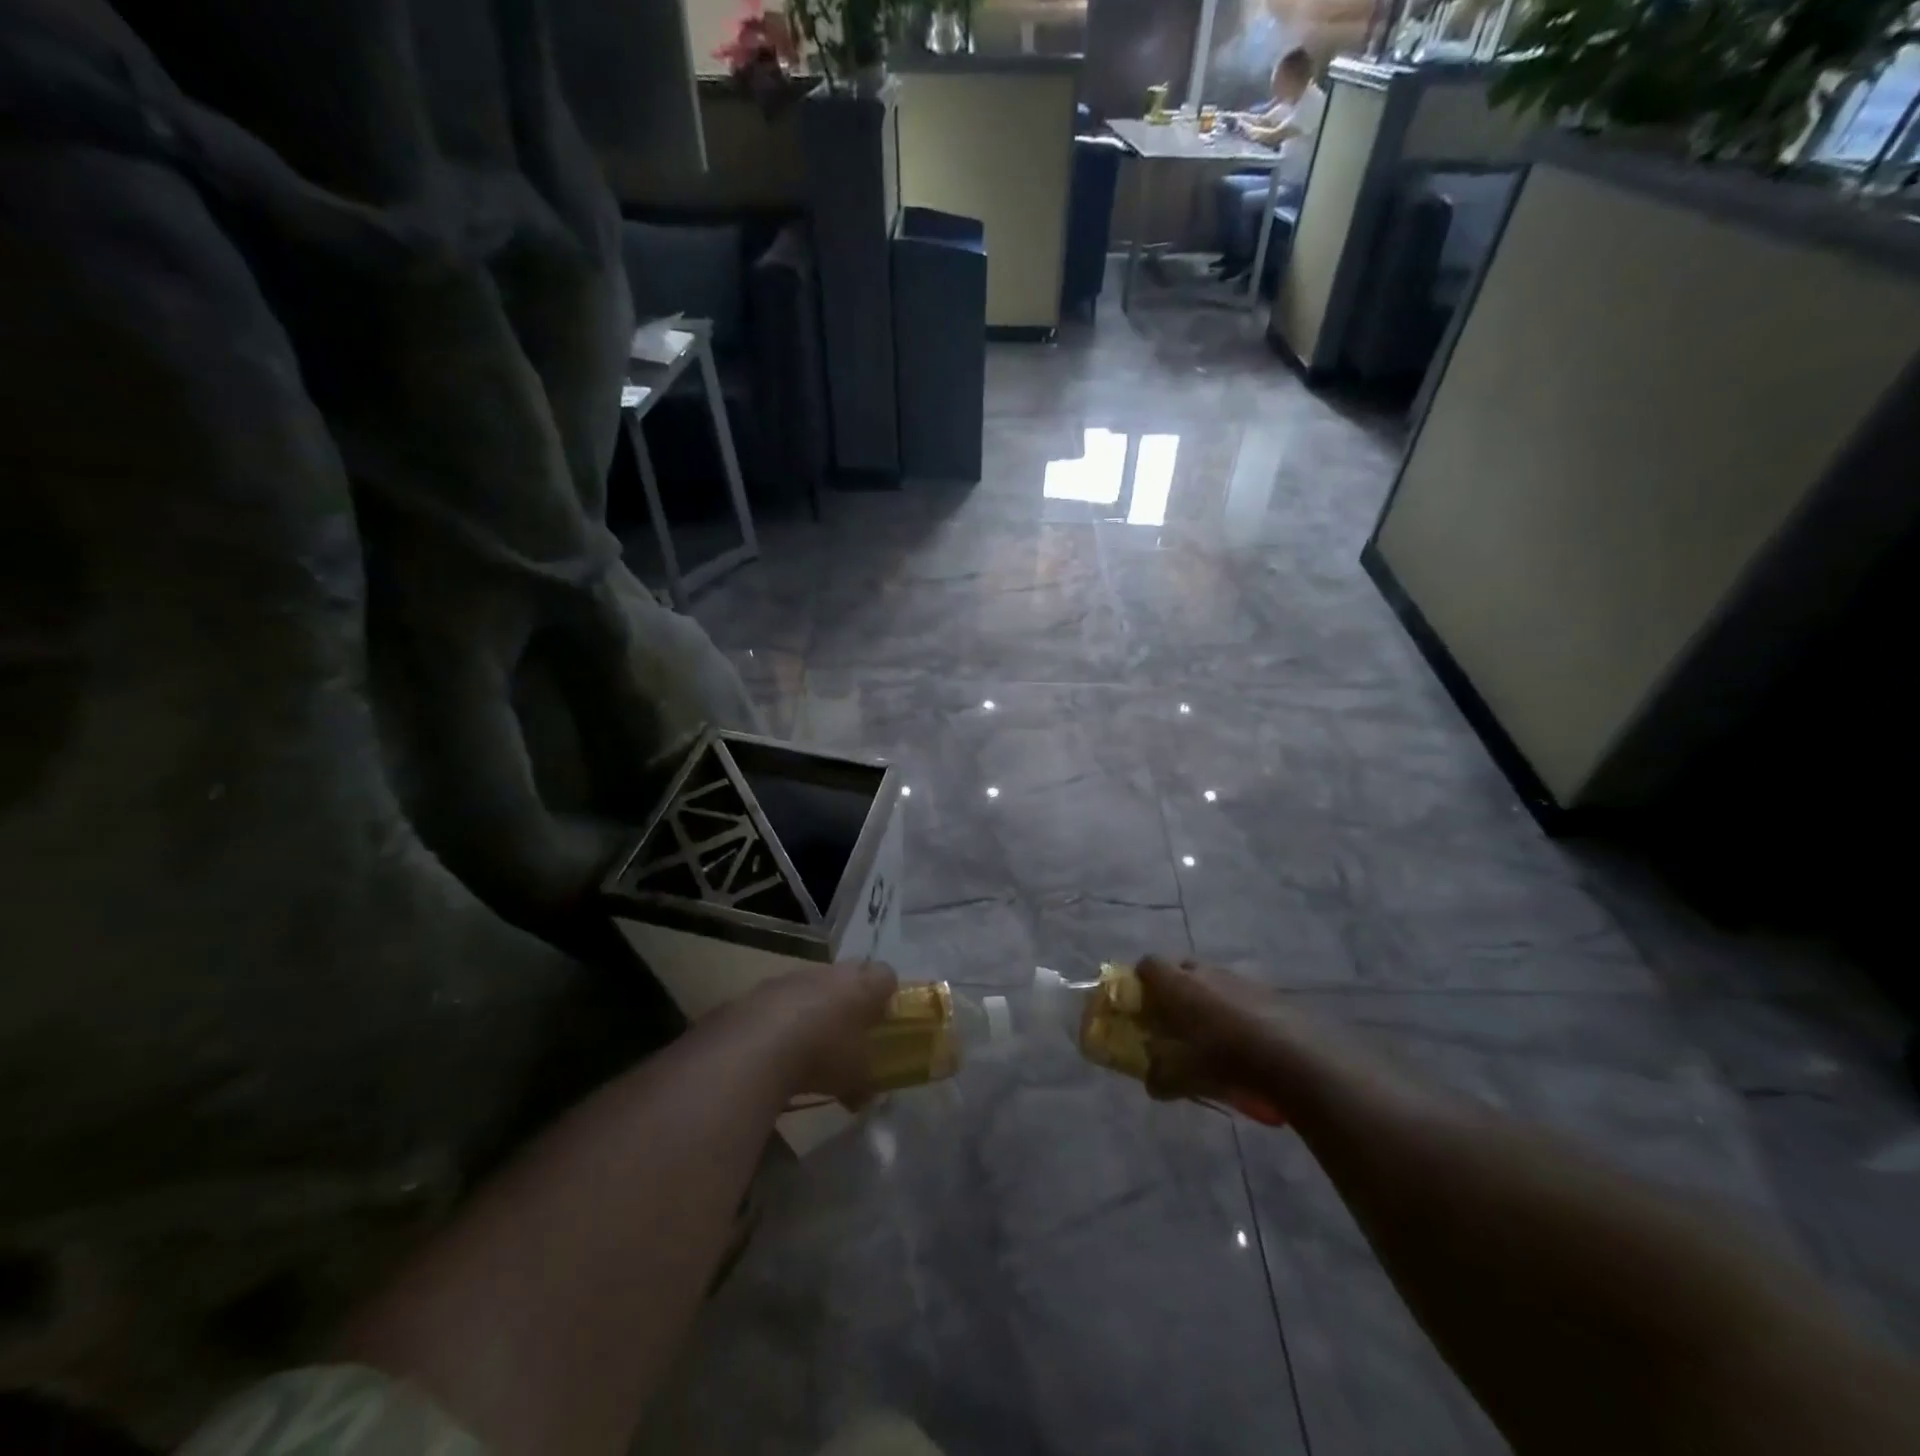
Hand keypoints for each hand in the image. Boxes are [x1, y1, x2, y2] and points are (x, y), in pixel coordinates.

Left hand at [737, 961, 896, 1104]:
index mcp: (862, 985)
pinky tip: (776, 1046)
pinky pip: (782, 998)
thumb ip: (864, 1082)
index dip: (887, 995)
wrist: (755, 1049)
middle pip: (849, 974)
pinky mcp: (761, 988)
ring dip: (815, 1005)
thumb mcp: (855, 1078)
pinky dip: (783, 1016)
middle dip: (851, 998)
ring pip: (813, 985)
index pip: (886, 975)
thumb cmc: (822, 1056)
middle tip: (848, 1029)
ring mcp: (794, 976)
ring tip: (808, 1042)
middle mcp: (830, 972)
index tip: (882, 1019)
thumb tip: (864, 1094)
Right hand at [1136, 955, 1296, 1124]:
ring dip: (1207, 1000)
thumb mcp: (1181, 1078)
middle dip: (1175, 989)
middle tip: (1175, 1019)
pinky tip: (1244, 1041)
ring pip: (1212, 981)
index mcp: (1177, 984)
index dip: (1141, 981)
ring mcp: (1238, 978)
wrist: (1292, 1059)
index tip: (1142, 1004)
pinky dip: (1236, 1010)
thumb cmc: (1223, 1060)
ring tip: (1213, 1034)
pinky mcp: (1268, 991)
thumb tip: (1152, 1082)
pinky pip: (1240, 995)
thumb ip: (1159, 1078)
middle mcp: (1205, 972)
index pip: (1148, 964)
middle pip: (1181, 969)